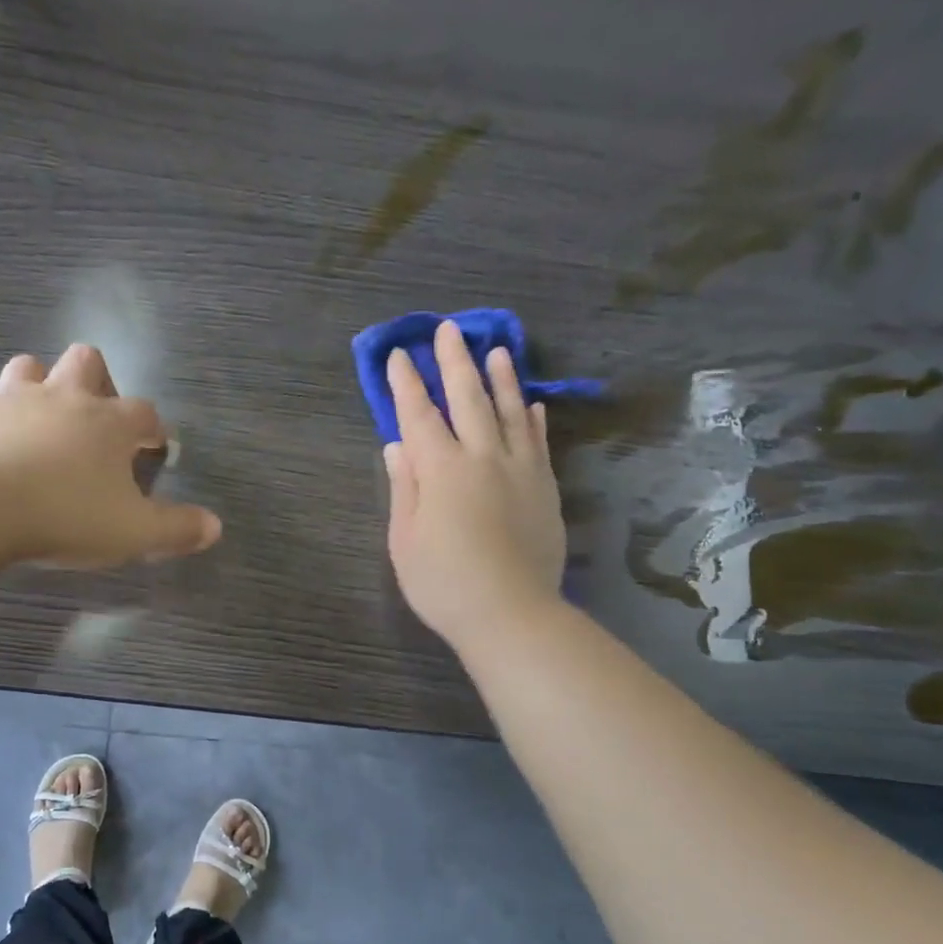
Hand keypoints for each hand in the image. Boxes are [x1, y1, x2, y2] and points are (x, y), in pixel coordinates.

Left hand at [0, 344, 221, 567]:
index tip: (155, 446)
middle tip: (96, 420)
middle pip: (87, 361)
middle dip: (98, 380)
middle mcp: (63, 397)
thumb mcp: (133, 532)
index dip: (153, 427)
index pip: (144, 412)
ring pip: (29, 368)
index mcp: (108, 422)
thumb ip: (176, 529)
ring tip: (42, 421)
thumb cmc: (66, 514)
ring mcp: (11, 400)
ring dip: (40, 385)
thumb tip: (214, 527)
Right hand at [383, 321, 567, 651]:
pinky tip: (532, 403)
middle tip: (448, 330)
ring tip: (497, 349)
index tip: (398, 356)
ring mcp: (520, 469)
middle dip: (454, 363)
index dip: (406, 384)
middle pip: (468, 399)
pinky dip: (533, 419)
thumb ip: (404, 487)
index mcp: (441, 470)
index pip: (419, 415)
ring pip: (510, 411)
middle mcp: (482, 457)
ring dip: (501, 378)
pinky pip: (539, 442)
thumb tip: (397, 446)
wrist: (510, 613)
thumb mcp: (405, 539)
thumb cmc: (444, 582)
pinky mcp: (545, 488)